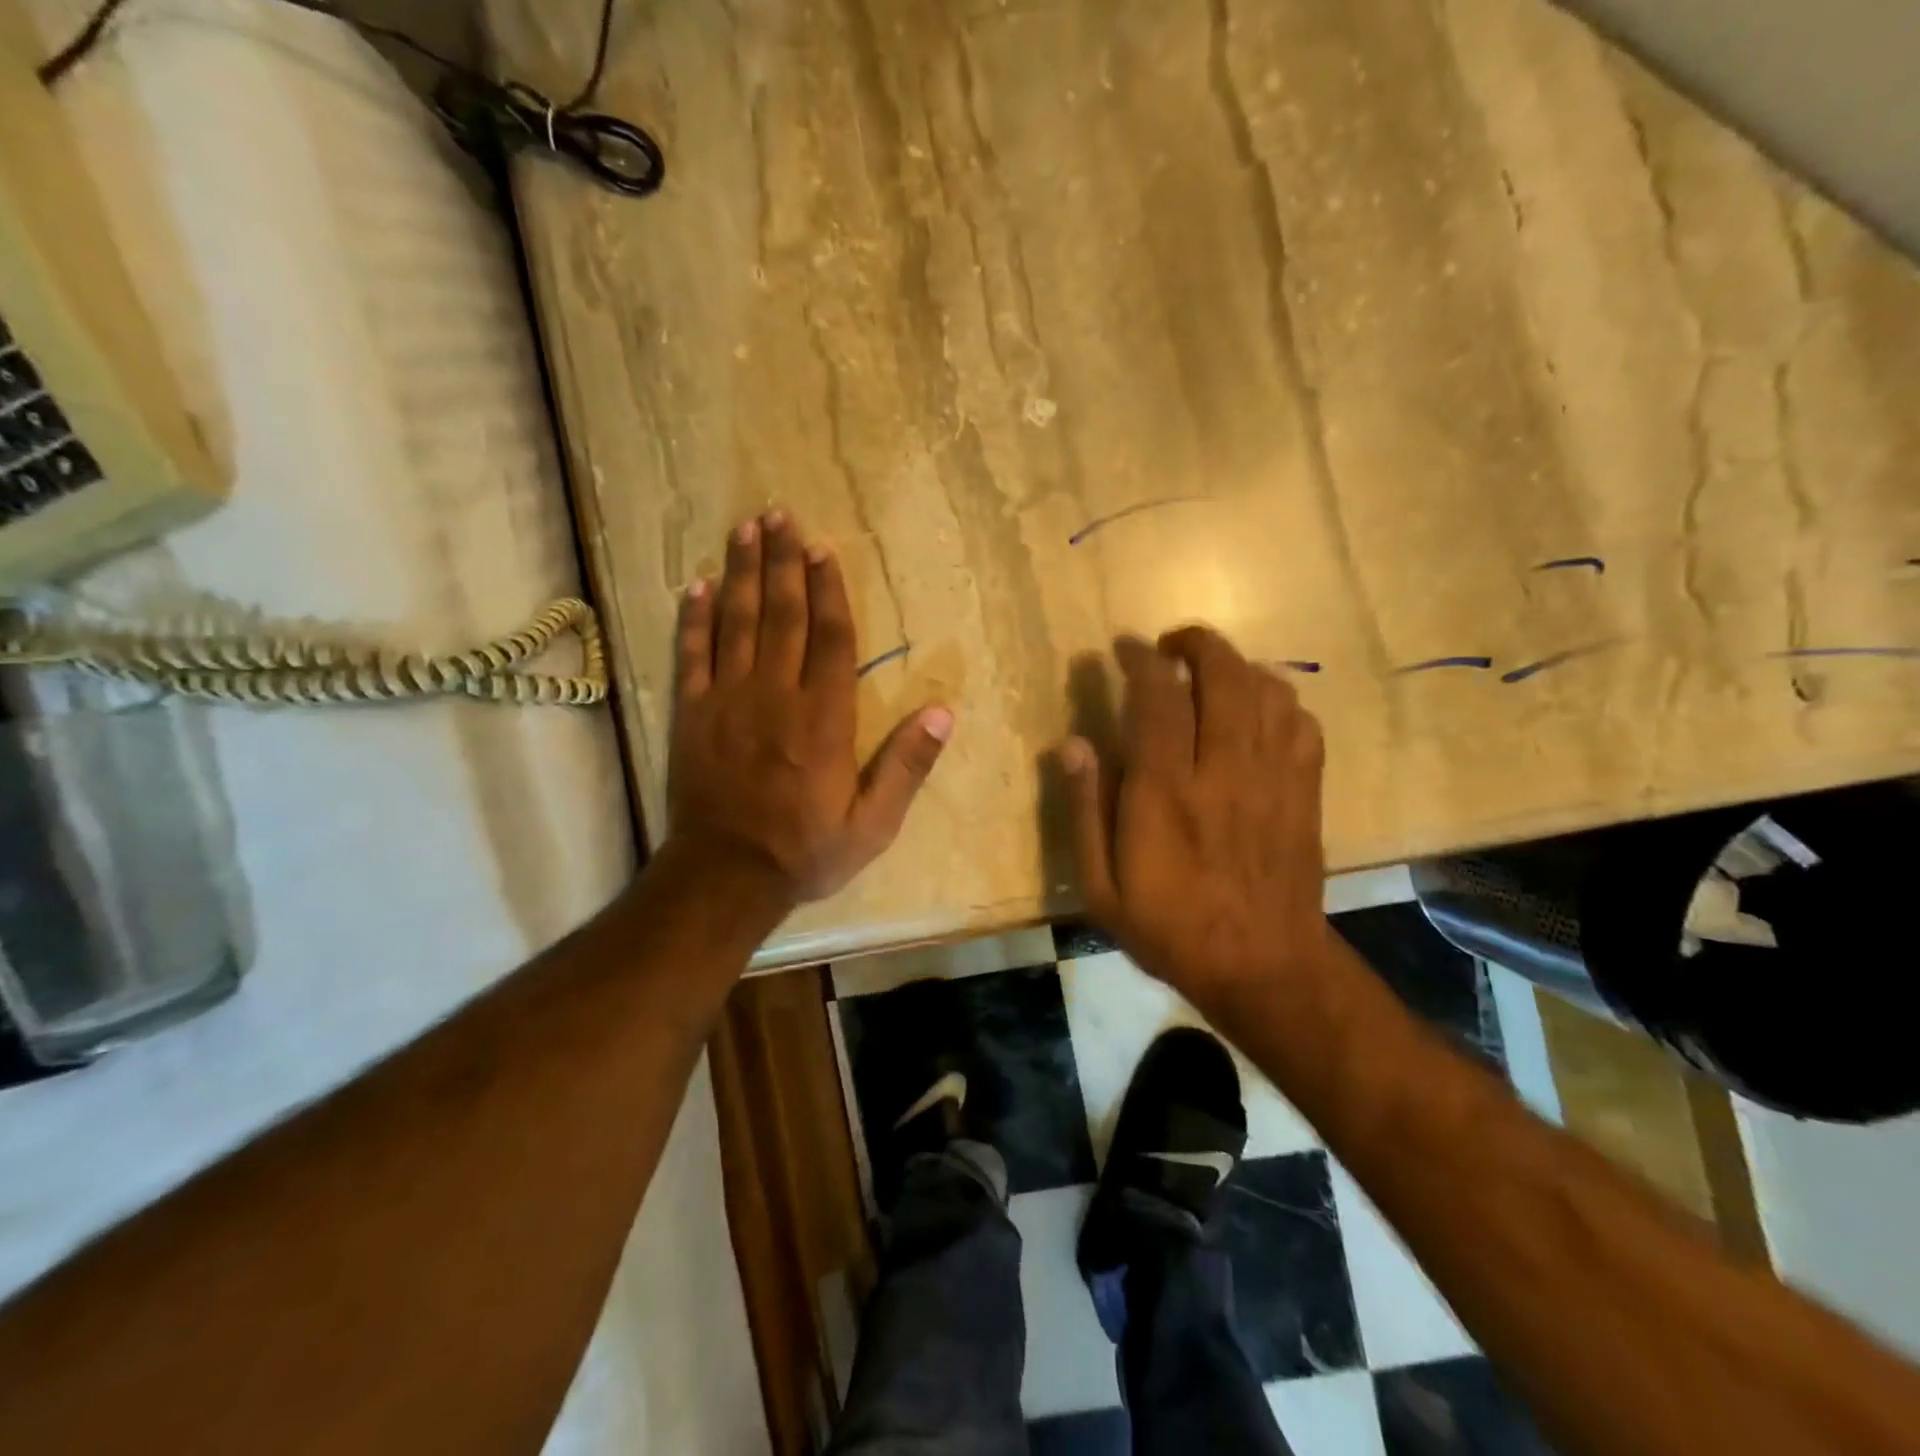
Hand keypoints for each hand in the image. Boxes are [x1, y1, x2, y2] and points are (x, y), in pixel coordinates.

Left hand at [668, 509, 953, 911]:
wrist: (726, 877)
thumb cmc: (806, 851)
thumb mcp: (873, 824)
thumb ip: (906, 766)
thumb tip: (944, 713)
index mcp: (824, 718)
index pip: (830, 638)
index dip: (829, 590)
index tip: (823, 550)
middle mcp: (776, 695)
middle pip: (782, 615)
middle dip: (782, 562)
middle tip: (779, 514)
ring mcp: (728, 701)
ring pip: (737, 623)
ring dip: (741, 573)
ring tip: (745, 529)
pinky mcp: (692, 715)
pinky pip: (692, 655)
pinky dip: (693, 618)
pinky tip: (695, 585)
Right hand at [1061, 627, 1329, 1012]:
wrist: (1263, 967)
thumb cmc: (1170, 929)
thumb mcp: (1101, 887)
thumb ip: (1085, 811)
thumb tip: (1072, 745)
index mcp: (1167, 793)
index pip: (1158, 698)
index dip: (1141, 659)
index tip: (1125, 647)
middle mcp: (1224, 771)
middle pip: (1223, 676)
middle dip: (1197, 643)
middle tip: (1171, 644)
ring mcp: (1273, 778)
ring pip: (1268, 690)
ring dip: (1237, 665)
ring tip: (1211, 671)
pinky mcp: (1305, 792)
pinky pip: (1302, 723)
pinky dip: (1278, 700)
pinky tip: (1257, 710)